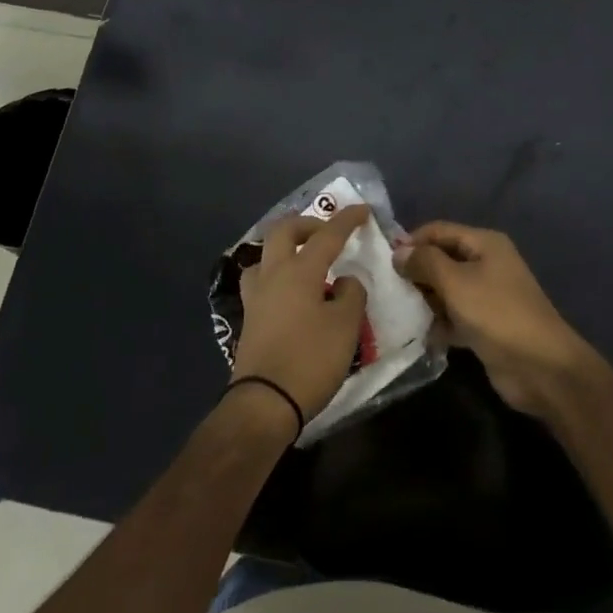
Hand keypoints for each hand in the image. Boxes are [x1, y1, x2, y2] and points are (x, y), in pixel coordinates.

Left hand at [230, 205, 371, 429]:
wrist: (264, 402)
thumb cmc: (310, 360)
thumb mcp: (346, 327)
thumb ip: (351, 295)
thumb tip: (345, 281)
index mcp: (299, 271)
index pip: (326, 235)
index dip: (347, 220)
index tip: (363, 210)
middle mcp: (273, 275)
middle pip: (283, 232)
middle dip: (307, 224)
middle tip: (327, 232)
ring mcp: (256, 296)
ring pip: (265, 255)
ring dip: (285, 249)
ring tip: (305, 261)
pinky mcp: (250, 318)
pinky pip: (262, 280)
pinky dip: (278, 274)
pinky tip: (292, 292)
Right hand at [399, 221, 596, 418]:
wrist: (540, 367)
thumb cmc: (497, 314)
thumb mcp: (456, 282)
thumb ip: (425, 262)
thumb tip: (399, 251)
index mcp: (485, 243)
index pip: (439, 230)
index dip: (412, 240)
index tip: (383, 259)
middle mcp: (486, 264)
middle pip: (442, 259)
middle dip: (416, 272)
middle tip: (386, 288)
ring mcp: (487, 296)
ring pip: (446, 290)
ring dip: (425, 299)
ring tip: (396, 310)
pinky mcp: (485, 325)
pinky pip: (454, 316)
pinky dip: (438, 323)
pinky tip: (418, 334)